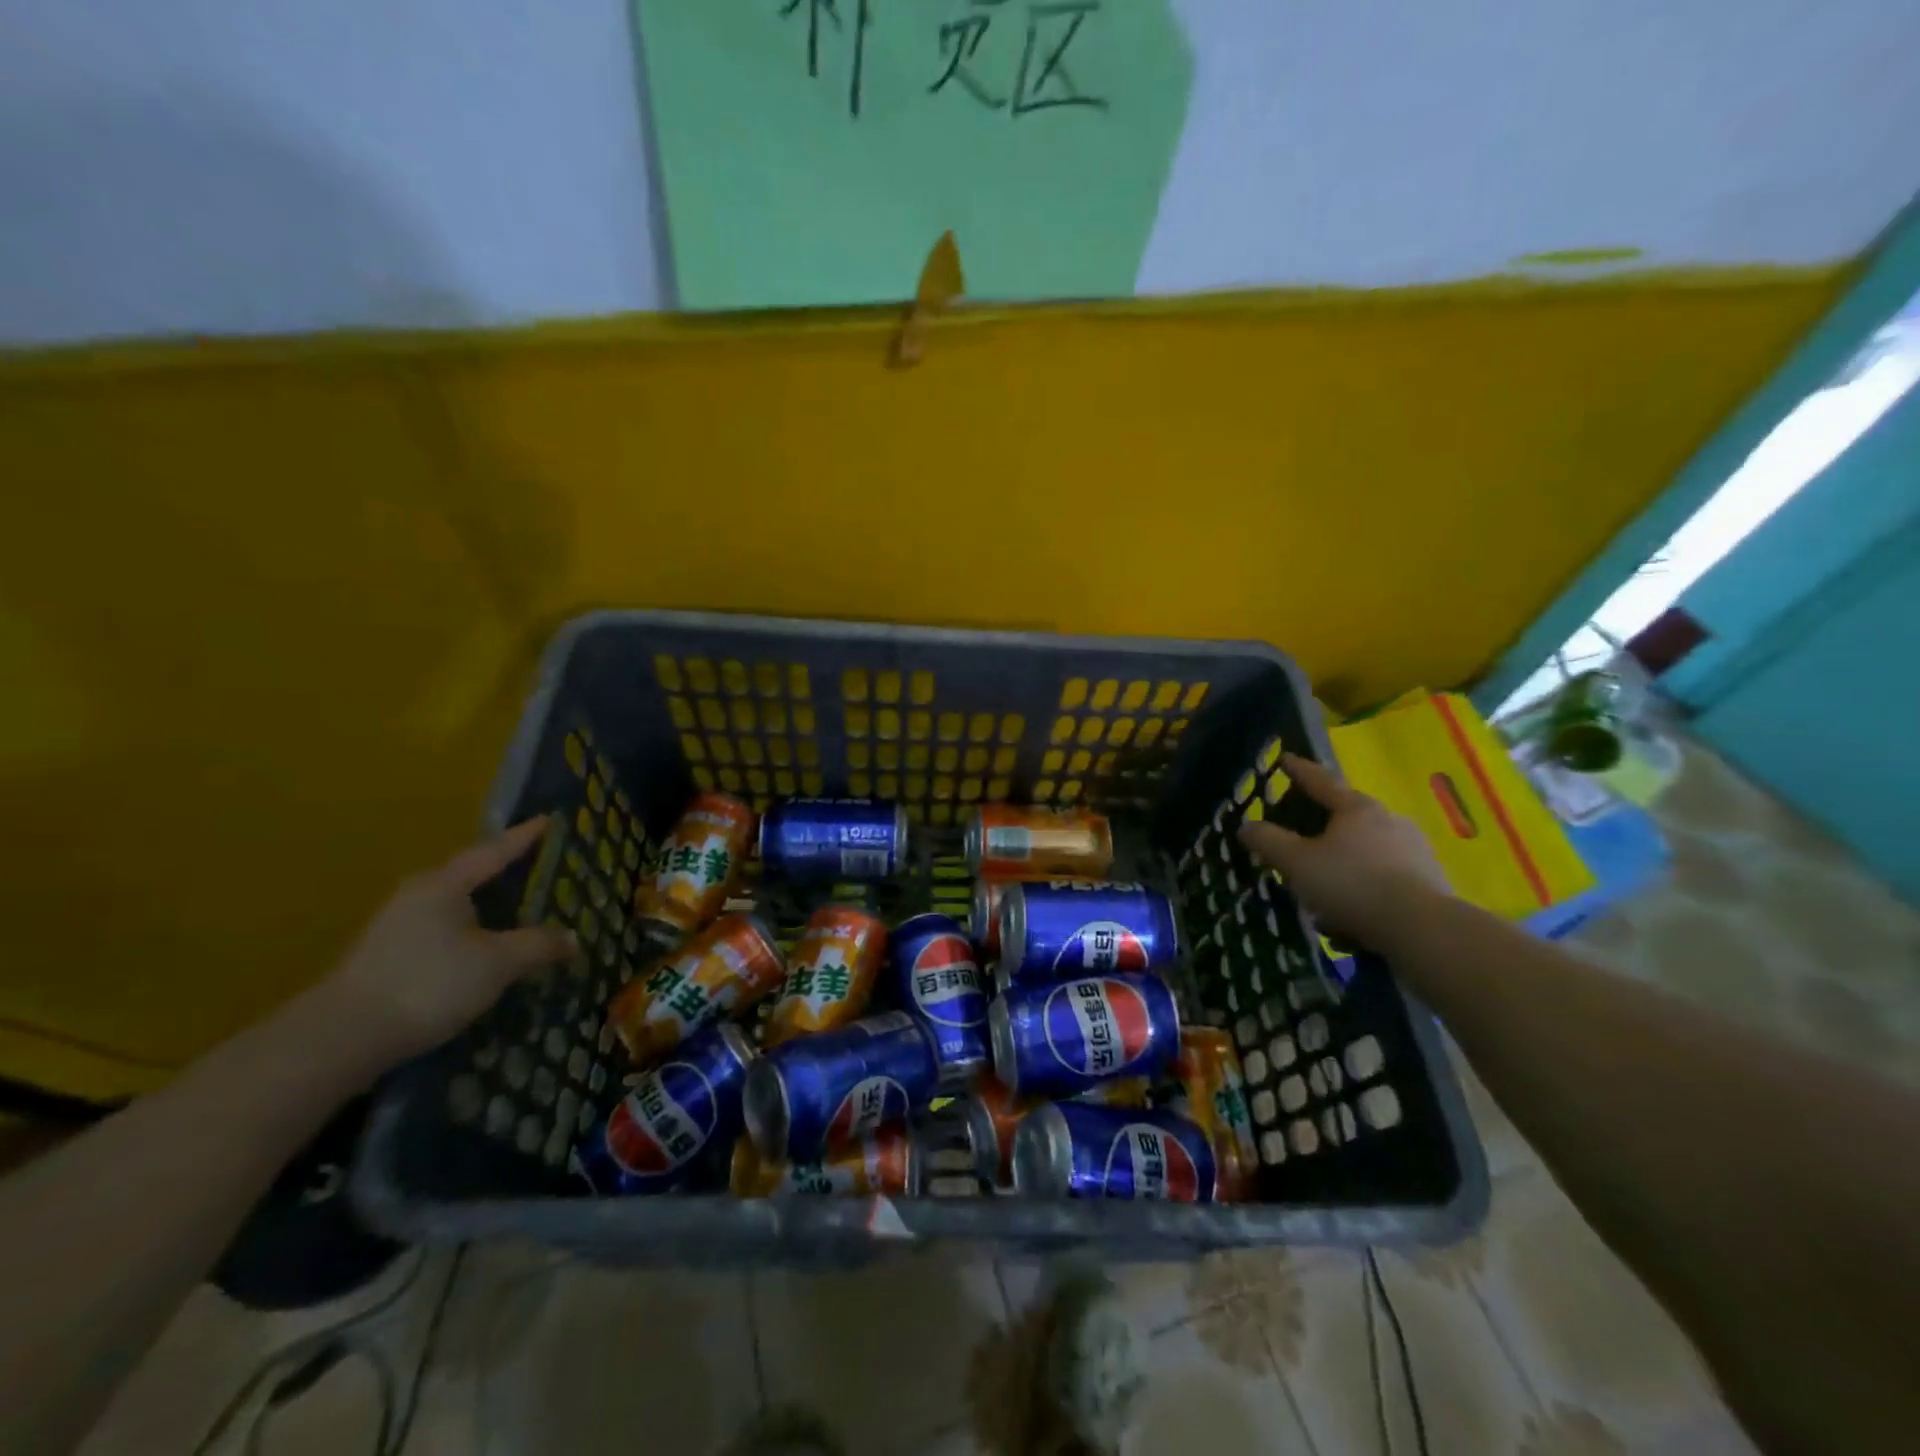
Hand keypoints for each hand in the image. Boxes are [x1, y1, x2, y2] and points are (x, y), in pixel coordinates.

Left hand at [322, 818, 576, 1062]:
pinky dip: (470, 934)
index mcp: (445, 885)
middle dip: (504, 874)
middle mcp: (417, 896)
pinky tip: (484, 951)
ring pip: (454, 908)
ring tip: (517, 913)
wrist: (342, 1038)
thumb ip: (540, 945)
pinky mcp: (386, 959)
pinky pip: (442, 933)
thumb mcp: (499, 963)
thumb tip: (573, 939)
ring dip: (486, 909)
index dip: (524, 837)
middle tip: (538, 868)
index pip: (494, 852)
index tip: (548, 820)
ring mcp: (396, 928)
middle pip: (470, 877)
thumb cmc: (430, 982)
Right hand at [1237, 754, 1450, 947]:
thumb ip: (1268, 841)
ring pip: (1365, 852)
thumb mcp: (1296, 863)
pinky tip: (1350, 919)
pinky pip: (1383, 879)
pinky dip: (1363, 891)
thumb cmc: (1352, 885)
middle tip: (1300, 843)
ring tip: (1323, 896)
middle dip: (1321, 829)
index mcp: (1356, 808)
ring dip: (1343, 867)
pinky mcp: (1428, 882)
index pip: (1320, 781)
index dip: (1299, 770)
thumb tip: (1246, 825)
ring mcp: (1414, 850)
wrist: (1423, 930)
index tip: (1285, 759)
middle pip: (1346, 817)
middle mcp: (1389, 820)